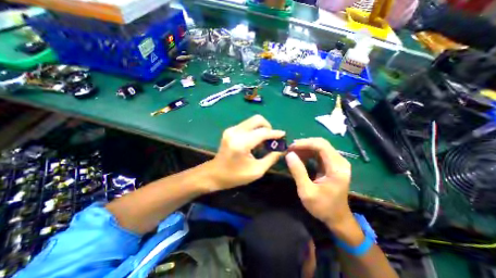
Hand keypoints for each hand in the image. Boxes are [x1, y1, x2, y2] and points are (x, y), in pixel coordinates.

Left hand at [209, 115, 286, 190]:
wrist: (214, 174)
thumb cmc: (235, 176)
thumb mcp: (257, 171)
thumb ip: (271, 158)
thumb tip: (282, 149)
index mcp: (241, 143)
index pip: (263, 132)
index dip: (275, 133)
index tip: (284, 135)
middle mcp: (236, 132)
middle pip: (257, 119)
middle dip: (268, 127)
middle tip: (272, 138)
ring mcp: (231, 129)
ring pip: (252, 121)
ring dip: (261, 129)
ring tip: (264, 142)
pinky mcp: (230, 130)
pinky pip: (247, 125)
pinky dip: (254, 130)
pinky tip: (254, 141)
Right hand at [285, 137, 354, 229]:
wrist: (337, 218)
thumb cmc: (323, 207)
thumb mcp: (306, 191)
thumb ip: (298, 172)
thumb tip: (289, 154)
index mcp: (337, 168)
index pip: (321, 146)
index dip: (305, 143)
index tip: (291, 147)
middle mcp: (339, 161)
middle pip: (321, 143)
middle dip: (304, 144)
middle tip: (289, 149)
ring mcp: (336, 162)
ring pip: (319, 146)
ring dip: (305, 148)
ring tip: (292, 152)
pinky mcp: (332, 164)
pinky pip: (319, 153)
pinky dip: (307, 152)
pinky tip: (299, 156)